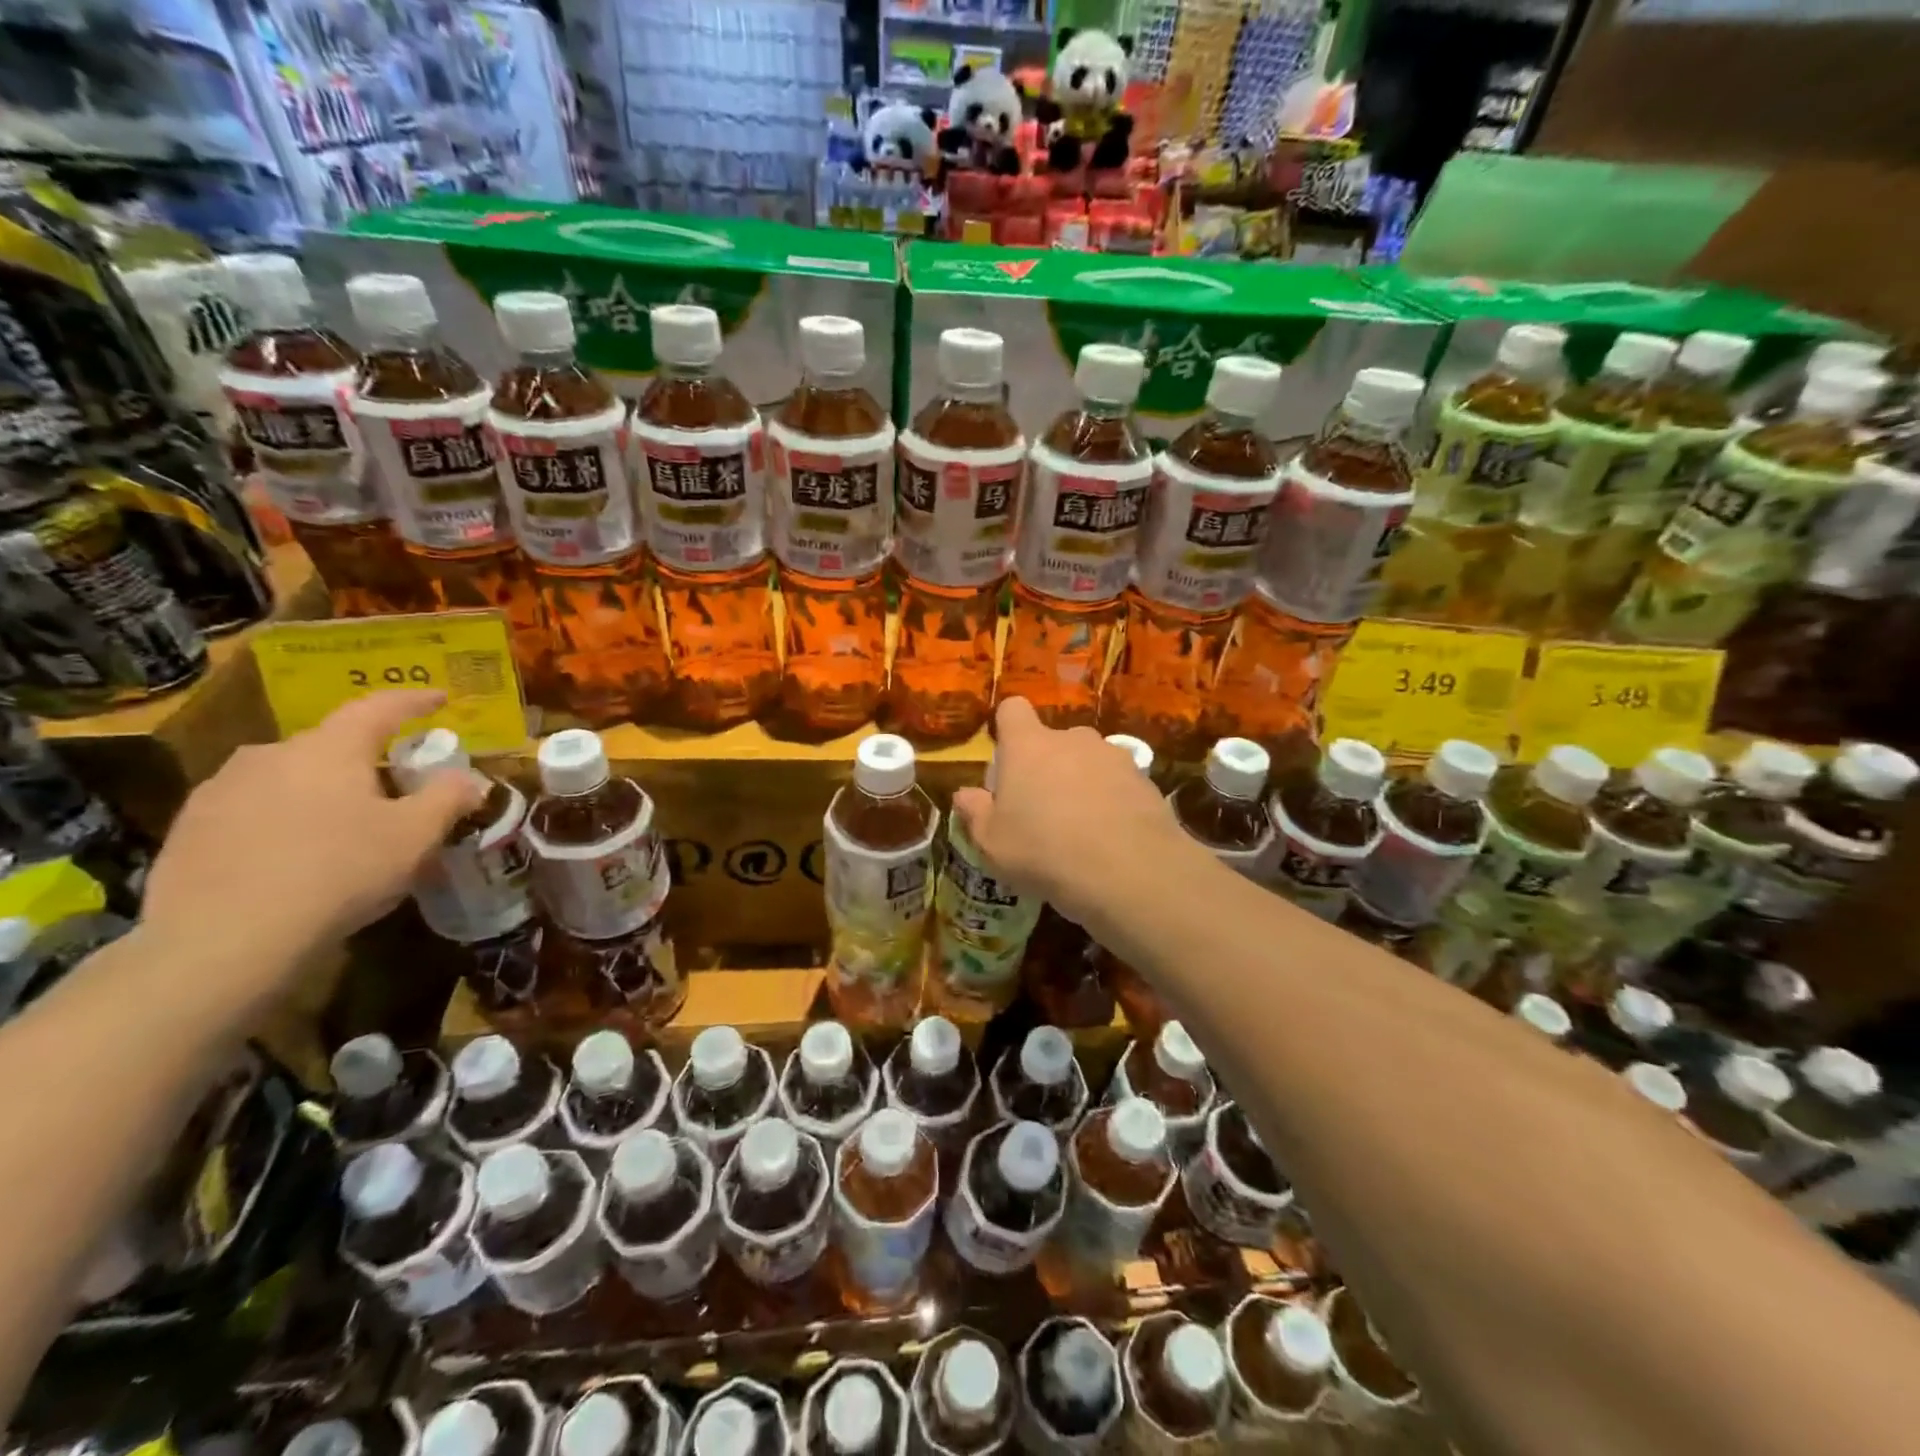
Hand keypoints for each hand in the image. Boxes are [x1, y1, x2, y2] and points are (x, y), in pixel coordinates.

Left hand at [141, 691, 483, 983]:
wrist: (222, 940)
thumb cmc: (338, 872)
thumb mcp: (416, 836)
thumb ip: (448, 797)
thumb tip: (468, 777)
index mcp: (330, 748)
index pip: (379, 707)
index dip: (414, 701)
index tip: (440, 698)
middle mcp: (272, 754)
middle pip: (331, 744)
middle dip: (367, 758)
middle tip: (395, 784)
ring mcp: (221, 790)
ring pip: (289, 777)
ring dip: (322, 789)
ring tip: (345, 824)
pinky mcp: (189, 830)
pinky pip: (254, 809)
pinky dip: (284, 819)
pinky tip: (296, 855)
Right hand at [952, 697, 1191, 928]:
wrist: (1128, 871)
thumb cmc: (1044, 851)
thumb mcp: (992, 843)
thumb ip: (975, 812)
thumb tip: (965, 794)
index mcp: (1028, 746)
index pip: (1013, 710)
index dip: (1007, 728)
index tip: (1006, 760)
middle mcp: (1072, 739)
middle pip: (1053, 740)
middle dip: (1047, 766)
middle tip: (1042, 808)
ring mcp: (1113, 755)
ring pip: (1089, 760)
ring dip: (1082, 782)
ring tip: (1082, 827)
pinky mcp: (1146, 779)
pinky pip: (1119, 782)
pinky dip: (1113, 800)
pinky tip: (1112, 837)